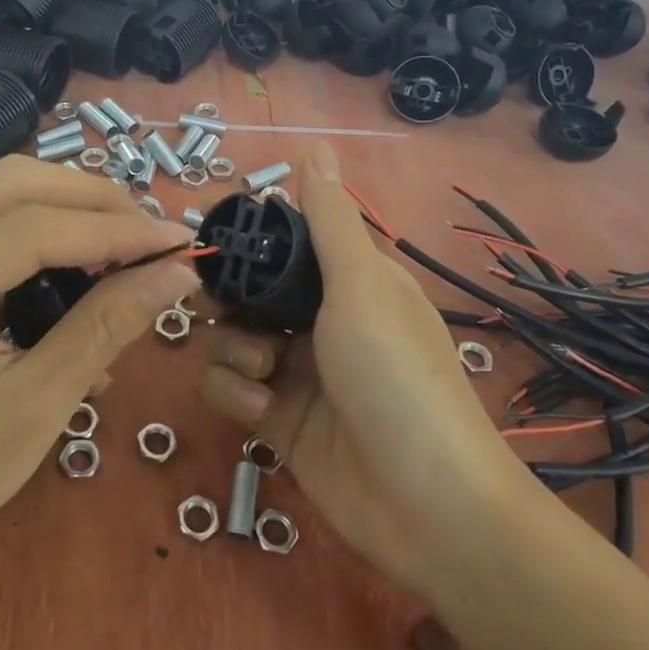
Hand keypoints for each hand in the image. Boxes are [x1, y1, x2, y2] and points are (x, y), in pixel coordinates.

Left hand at [0, 156, 197, 578]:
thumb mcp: (36, 406)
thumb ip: (105, 328)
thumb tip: (177, 273)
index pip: (33, 228)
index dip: (116, 229)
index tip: (181, 242)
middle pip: (16, 184)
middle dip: (95, 202)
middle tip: (153, 239)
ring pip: (5, 190)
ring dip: (72, 207)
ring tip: (127, 246)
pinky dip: (46, 227)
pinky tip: (82, 264)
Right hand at [198, 142, 513, 597]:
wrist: (426, 504)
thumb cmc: (396, 375)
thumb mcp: (361, 287)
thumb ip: (328, 220)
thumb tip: (315, 145)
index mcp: (348, 283)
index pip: (285, 248)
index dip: (250, 246)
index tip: (221, 248)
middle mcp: (321, 323)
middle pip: (248, 296)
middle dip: (230, 304)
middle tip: (225, 311)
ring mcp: (297, 374)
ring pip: (230, 341)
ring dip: (233, 353)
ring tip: (263, 374)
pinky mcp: (277, 422)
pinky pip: (230, 391)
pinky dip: (235, 395)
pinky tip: (261, 411)